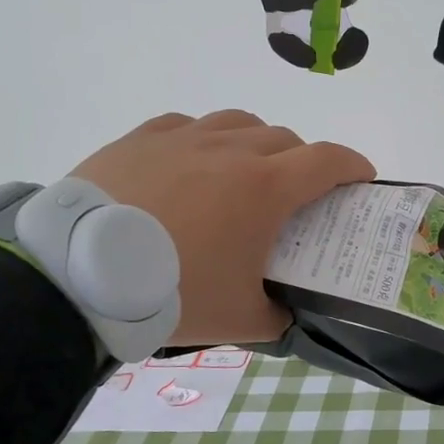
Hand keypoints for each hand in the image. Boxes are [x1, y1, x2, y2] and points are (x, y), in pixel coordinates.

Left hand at [72, 111, 373, 345]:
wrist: (81, 274)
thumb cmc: (175, 292)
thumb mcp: (240, 320)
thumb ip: (277, 317)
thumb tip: (287, 315)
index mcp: (266, 188)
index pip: (329, 161)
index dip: (354, 166)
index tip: (362, 180)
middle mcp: (232, 151)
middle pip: (286, 139)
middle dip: (303, 163)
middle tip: (295, 196)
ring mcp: (184, 138)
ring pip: (239, 122)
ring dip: (256, 143)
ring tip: (244, 173)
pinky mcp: (142, 138)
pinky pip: (187, 126)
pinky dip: (204, 141)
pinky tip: (192, 164)